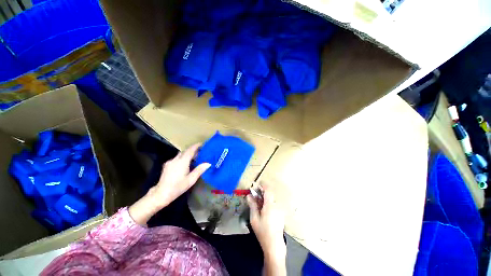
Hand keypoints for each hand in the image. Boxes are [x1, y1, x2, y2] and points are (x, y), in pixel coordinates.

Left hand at [129, 144, 209, 224]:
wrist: (161, 194)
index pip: (190, 150)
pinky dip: (183, 158)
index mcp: (182, 161)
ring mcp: (170, 162)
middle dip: (193, 150)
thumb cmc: (177, 187)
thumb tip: (208, 163)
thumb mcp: (191, 180)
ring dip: (187, 154)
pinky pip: (177, 158)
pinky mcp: (167, 165)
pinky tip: (185, 164)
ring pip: (181, 154)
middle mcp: (176, 159)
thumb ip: (199, 170)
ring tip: (194, 158)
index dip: (197, 146)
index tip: (203, 144)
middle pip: (185, 151)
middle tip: (200, 152)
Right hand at [247, 184, 286, 258]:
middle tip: (254, 196)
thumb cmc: (262, 231)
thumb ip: (252, 205)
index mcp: (270, 205)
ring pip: (271, 200)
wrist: (274, 245)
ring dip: (265, 199)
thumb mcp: (254, 218)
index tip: (256, 185)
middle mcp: (276, 206)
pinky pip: (274, 205)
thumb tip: (249, 196)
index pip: (267, 190)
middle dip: (261, 193)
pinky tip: (264, 211)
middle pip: (269, 195)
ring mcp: (279, 210)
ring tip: (258, 205)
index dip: (262, 186)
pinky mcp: (281, 215)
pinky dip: (268, 204)